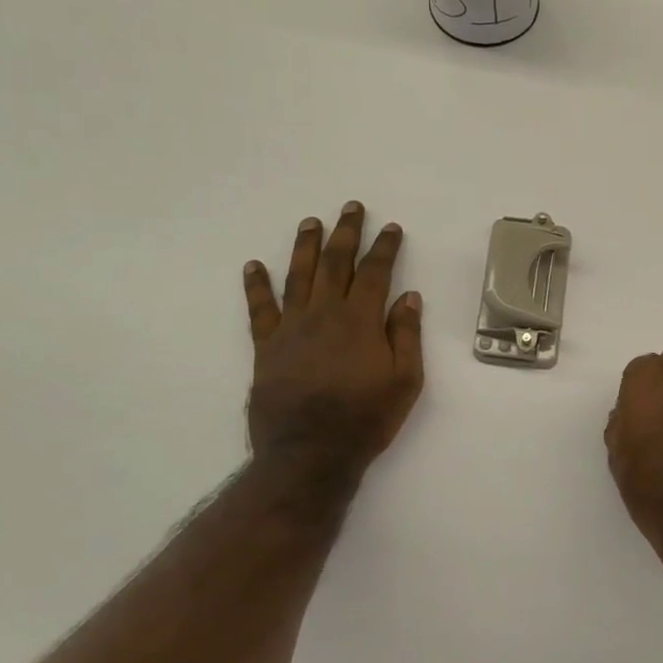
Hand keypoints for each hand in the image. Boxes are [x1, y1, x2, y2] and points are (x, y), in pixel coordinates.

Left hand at [242, 202, 424, 489]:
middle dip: (345, 232)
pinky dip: (256, 285)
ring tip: (310, 222)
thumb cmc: (366, 419)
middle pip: (335, 263)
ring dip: (305, 246)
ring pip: (298, 276)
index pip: (374, 272)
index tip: (391, 227)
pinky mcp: (266, 347)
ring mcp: (291, 328)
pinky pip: (259, 309)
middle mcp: (324, 314)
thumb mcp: (405, 381)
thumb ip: (406, 336)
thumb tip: (409, 297)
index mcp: (360, 321)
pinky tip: (254, 266)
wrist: (309, 454)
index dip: (384, 247)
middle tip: (350, 208)